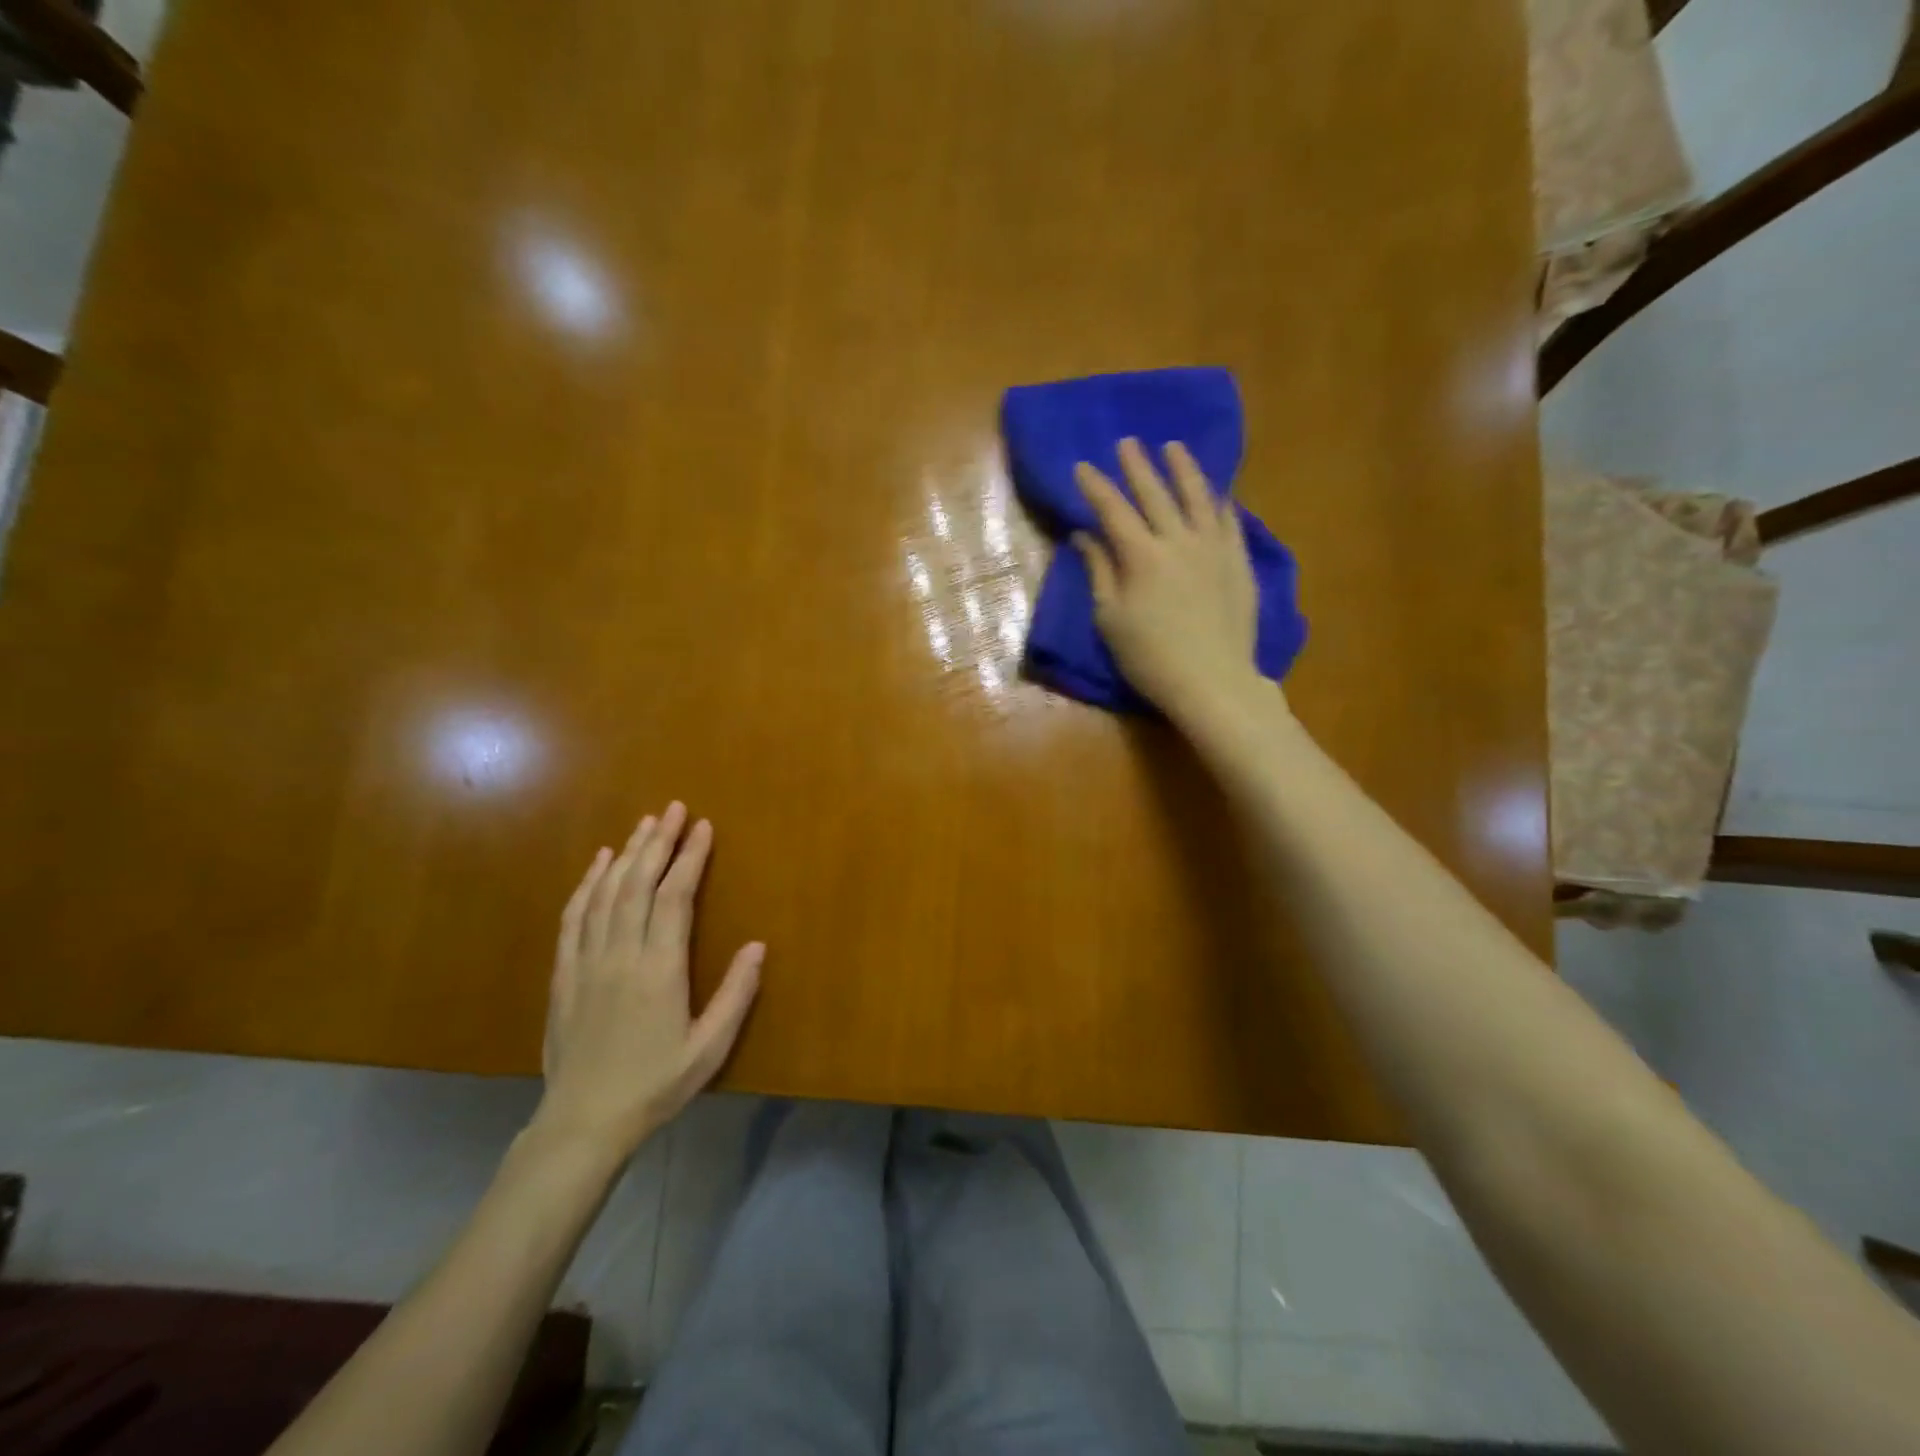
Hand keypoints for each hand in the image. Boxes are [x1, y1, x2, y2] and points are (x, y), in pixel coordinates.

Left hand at [535, 803, 762, 1158]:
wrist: (583, 1122)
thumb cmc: (655, 1084)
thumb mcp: (709, 1048)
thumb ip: (736, 995)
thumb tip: (758, 946)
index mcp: (660, 969)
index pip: (675, 897)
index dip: (690, 858)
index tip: (702, 827)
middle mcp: (621, 954)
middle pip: (638, 884)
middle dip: (658, 842)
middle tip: (673, 808)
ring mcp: (587, 961)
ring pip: (606, 893)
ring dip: (626, 853)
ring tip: (645, 824)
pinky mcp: (564, 973)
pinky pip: (574, 917)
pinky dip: (587, 884)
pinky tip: (598, 863)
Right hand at [1074, 437, 1265, 725]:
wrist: (1213, 680)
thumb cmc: (1150, 657)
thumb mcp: (1111, 619)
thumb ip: (1100, 572)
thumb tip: (1085, 536)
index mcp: (1141, 555)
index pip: (1113, 510)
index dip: (1096, 487)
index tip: (1082, 466)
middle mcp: (1178, 540)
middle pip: (1155, 493)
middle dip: (1137, 466)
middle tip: (1127, 442)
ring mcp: (1214, 547)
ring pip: (1197, 496)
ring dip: (1183, 469)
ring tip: (1173, 447)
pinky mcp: (1238, 560)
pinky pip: (1228, 520)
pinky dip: (1217, 501)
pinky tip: (1214, 492)